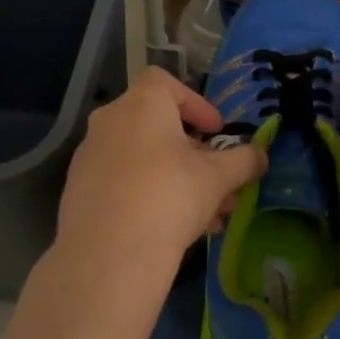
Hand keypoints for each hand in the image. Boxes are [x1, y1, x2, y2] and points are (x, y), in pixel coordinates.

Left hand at [53, 68, 266, 285]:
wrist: (108, 256)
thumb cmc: (170, 197)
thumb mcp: (219, 177)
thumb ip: (244, 161)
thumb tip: (261, 156)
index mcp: (141, 105)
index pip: (165, 82)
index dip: (195, 103)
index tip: (215, 131)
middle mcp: (110, 122)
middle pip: (156, 124)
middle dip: (192, 151)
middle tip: (217, 178)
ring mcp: (89, 157)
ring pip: (141, 158)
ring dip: (175, 177)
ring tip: (207, 214)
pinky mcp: (78, 191)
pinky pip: (121, 181)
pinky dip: (148, 193)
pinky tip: (172, 227)